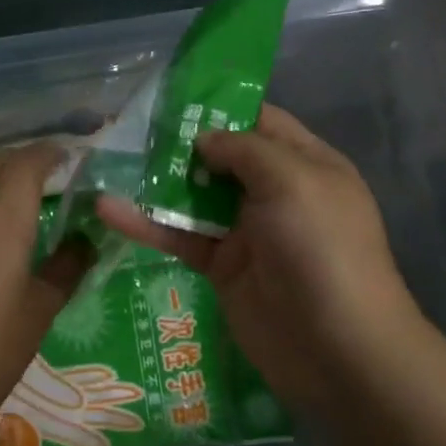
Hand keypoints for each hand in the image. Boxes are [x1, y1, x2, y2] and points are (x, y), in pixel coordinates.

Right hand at [98, 104, 425, 421]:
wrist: (337, 350)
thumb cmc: (321, 249)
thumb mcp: (293, 181)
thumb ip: (245, 150)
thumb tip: (204, 138)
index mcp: (306, 164)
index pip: (260, 121)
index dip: (220, 107)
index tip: (172, 95)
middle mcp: (276, 192)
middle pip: (222, 157)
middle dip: (180, 141)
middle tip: (128, 126)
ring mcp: (246, 231)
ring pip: (195, 195)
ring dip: (156, 181)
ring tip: (109, 160)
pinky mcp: (221, 267)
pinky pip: (180, 236)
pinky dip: (146, 224)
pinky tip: (108, 210)